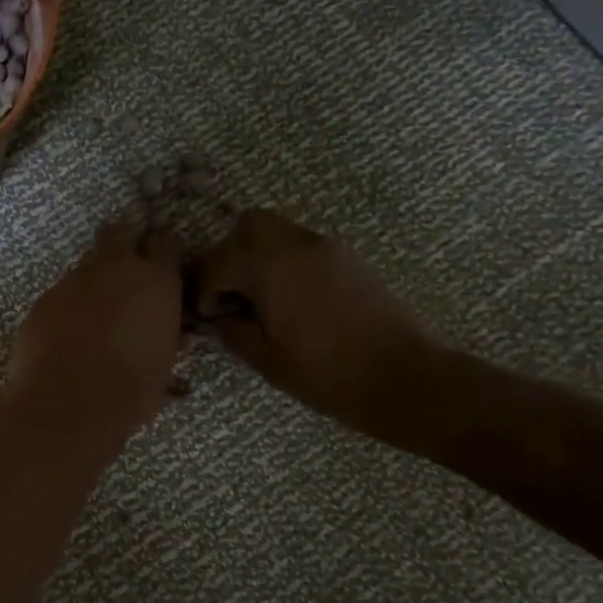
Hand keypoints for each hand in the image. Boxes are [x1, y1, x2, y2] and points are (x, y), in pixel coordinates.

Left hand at [7, 224, 185, 435]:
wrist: (66, 403)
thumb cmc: (130, 390)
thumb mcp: (163, 363)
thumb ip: (165, 336)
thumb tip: (166, 332)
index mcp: (155, 280)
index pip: (166, 243)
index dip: (164, 253)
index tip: (162, 267)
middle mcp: (114, 268)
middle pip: (119, 234)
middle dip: (123, 245)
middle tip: (125, 272)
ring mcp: (73, 280)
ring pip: (86, 266)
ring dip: (93, 281)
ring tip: (94, 314)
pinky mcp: (43, 298)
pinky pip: (61, 293)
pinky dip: (66, 306)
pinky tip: (66, 334)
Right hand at [197, 210, 439, 437]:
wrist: (400, 376)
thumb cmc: (324, 372)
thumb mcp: (265, 359)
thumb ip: (232, 331)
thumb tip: (217, 320)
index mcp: (270, 267)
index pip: (218, 262)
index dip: (203, 289)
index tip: (205, 315)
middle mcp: (297, 245)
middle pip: (248, 226)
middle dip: (230, 254)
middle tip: (230, 291)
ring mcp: (327, 248)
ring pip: (278, 232)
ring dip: (259, 256)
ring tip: (260, 296)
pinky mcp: (348, 259)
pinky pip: (303, 246)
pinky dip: (286, 262)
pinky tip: (290, 299)